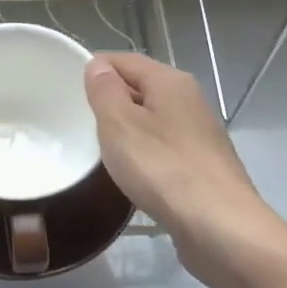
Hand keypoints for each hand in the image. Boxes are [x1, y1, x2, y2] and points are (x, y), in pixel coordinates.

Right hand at [84, 52, 286, 284]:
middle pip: (141, 88)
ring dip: (127, 131)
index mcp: (171, 82)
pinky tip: (132, 175)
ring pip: (153, 121)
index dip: (95, 69)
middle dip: (110, 101)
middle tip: (78, 122)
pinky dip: (144, 155)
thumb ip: (105, 91)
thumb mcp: (120, 124)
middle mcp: (190, 101)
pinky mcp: (203, 167)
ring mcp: (200, 135)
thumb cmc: (163, 168)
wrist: (220, 227)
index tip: (67, 90)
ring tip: (100, 149)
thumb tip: (98, 66)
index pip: (125, 60)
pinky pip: (164, 149)